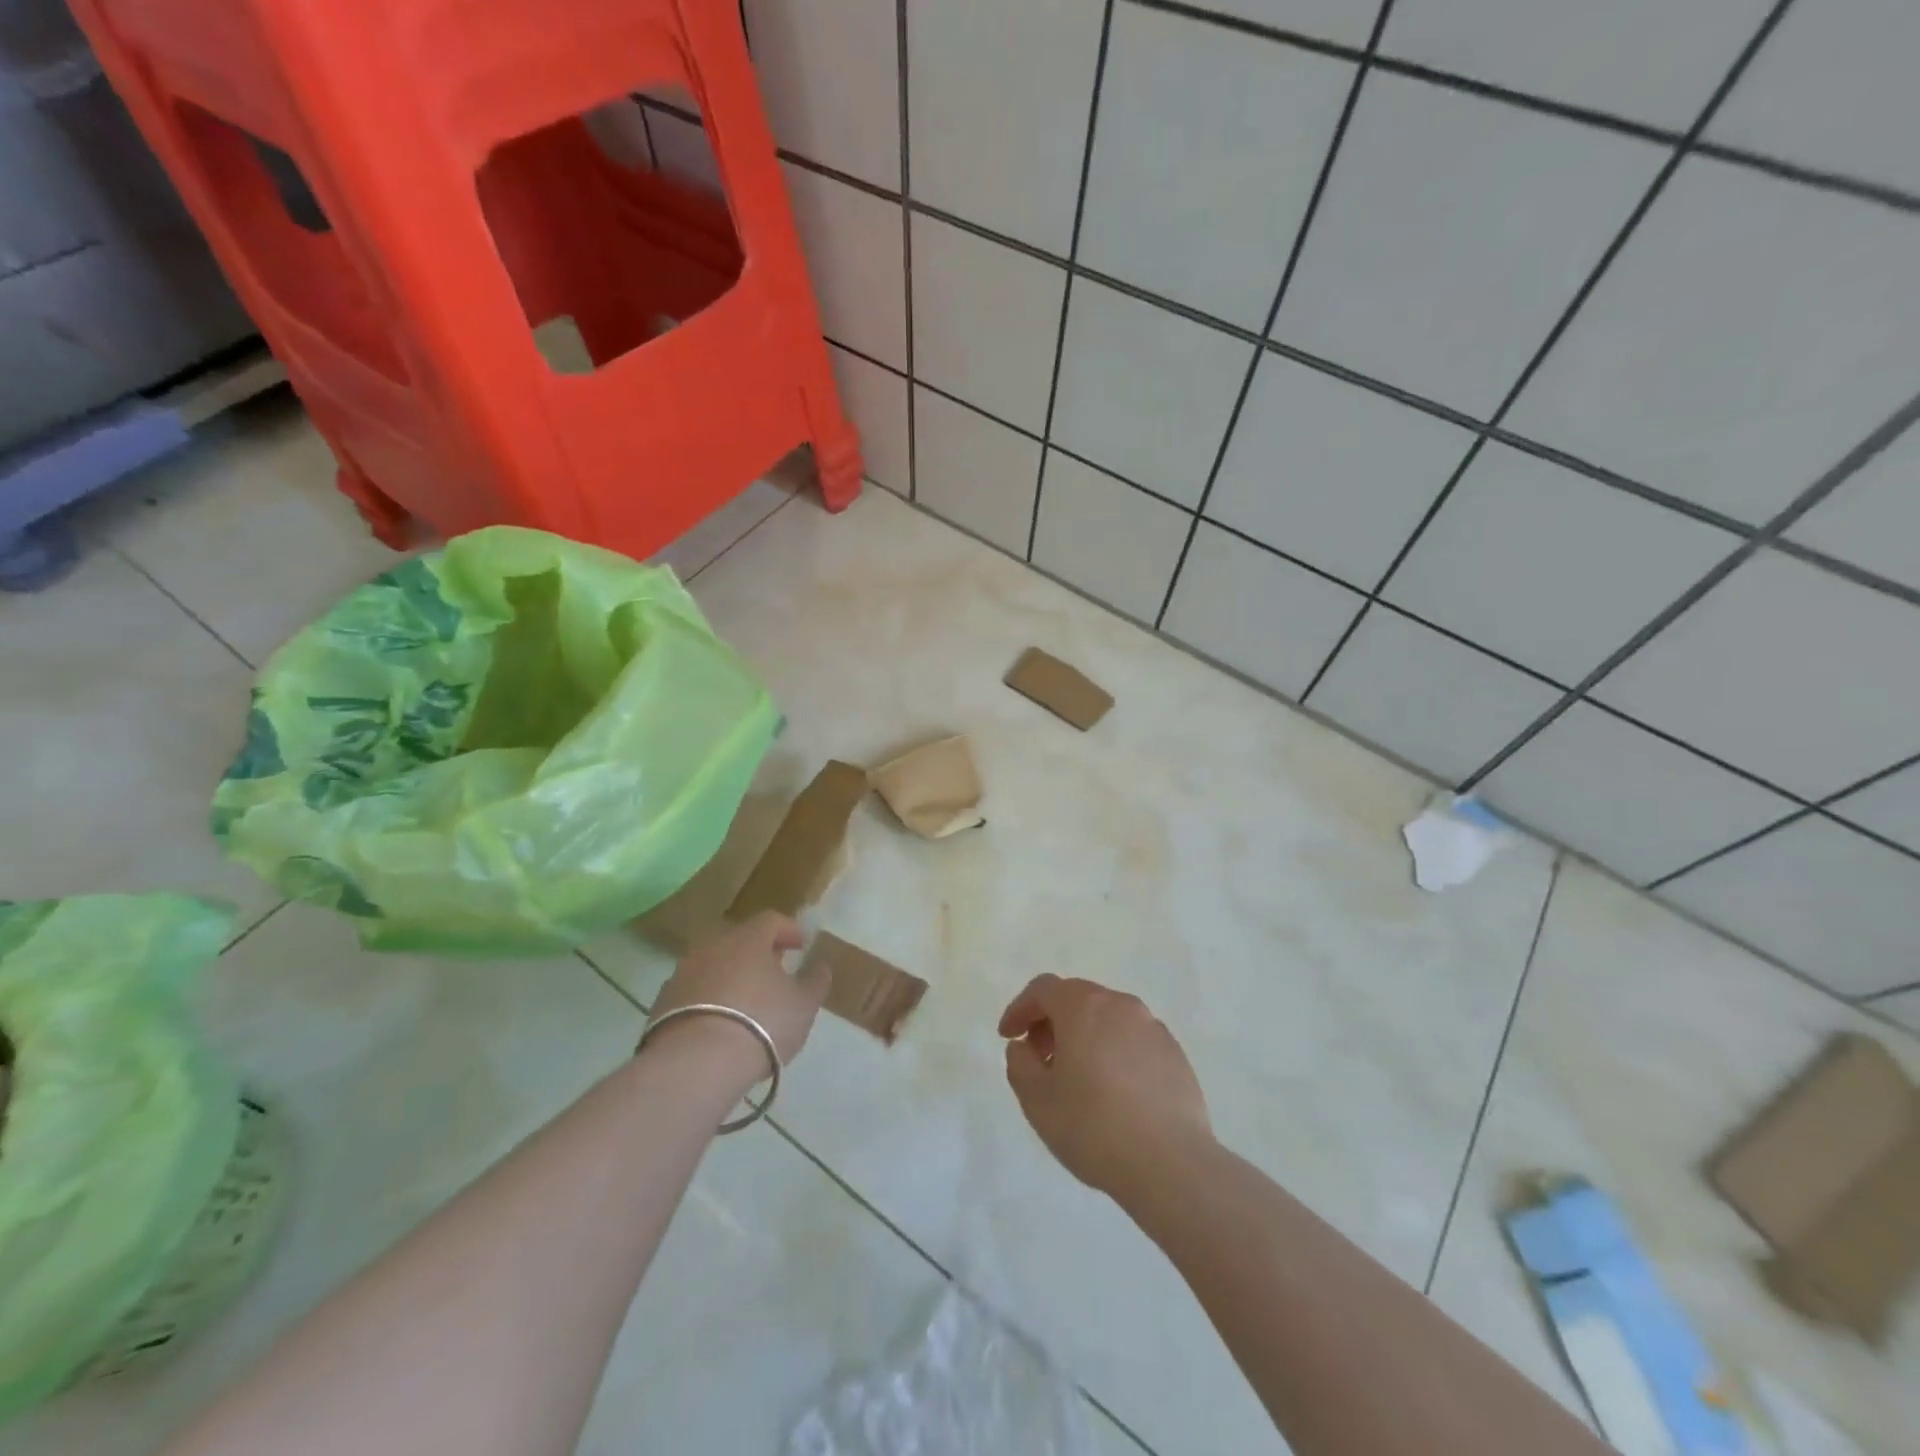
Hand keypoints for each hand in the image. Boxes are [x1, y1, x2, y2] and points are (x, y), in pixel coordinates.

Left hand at [644, 913, 828, 1083]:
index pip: (771, 920)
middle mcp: (712, 946)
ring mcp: (683, 973)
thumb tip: (820, 965)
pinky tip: (717, 1024)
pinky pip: (693, 991)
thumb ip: (815, 981)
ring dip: (730, 976)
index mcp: (749, 939)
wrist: (696, 1064)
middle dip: (757, 952)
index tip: (801, 945)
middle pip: (738, 940)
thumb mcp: (803, 1005)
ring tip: (745, 1002)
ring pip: (713, 965)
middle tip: (773, 972)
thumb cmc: (762, 1024)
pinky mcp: (662, 1003)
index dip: (789, 930)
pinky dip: (707, 999)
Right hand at [998, 974, 1212, 1199]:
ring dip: (1084, 1036)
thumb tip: (1025, 1047)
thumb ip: (1020, 1063)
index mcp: (1083, 1006)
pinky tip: (1113, 1092)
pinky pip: (1133, 1041)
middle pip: (1077, 998)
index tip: (1008, 1036)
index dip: (1020, 1008)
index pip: (1043, 989)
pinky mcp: (1175, 1054)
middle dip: (1052, 1021)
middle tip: (1039, 1057)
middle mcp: (1120, 1005)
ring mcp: (1152, 1028)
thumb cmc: (1093, 1126)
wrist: (1172, 1164)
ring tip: (1076, 1078)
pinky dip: (1114, 1052)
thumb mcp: (1036, 1099)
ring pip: (1108, 1018)